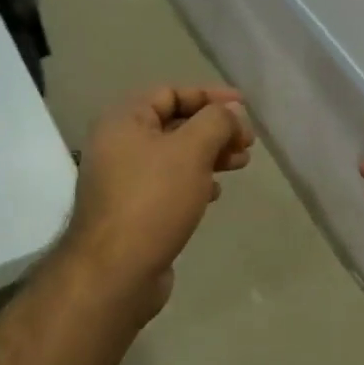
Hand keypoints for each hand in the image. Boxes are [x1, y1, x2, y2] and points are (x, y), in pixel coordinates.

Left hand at [62, 85, 254, 318]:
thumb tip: (233, 112)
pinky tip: (215, 193)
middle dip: (215, 128)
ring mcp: (124, 180)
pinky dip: (195, 181)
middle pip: (174, 124)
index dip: (210, 95)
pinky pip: (169, 184)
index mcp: (124, 121)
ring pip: (175, 156)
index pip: (171, 93)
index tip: (245, 107)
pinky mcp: (134, 210)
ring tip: (241, 164)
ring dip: (210, 155)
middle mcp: (119, 145)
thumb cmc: (153, 199)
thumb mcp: (192, 150)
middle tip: (247, 142)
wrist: (116, 271)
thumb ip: (217, 121)